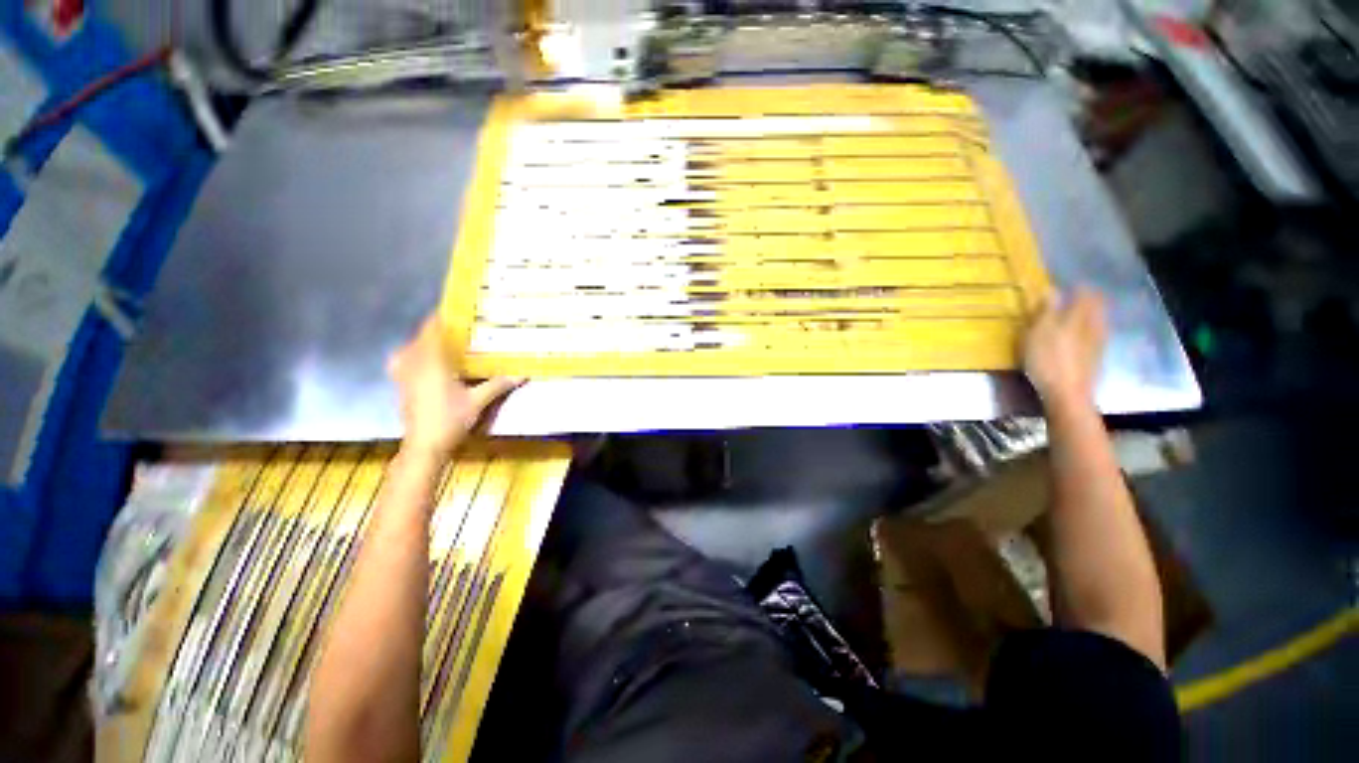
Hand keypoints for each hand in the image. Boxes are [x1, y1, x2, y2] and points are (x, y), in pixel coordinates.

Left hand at [388, 316, 521, 458]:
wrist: (424, 446)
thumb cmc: (450, 420)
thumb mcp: (478, 401)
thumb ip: (498, 384)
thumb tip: (522, 374)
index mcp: (431, 362)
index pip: (432, 329)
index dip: (442, 316)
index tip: (458, 309)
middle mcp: (413, 363)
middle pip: (421, 336)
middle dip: (439, 329)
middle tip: (461, 327)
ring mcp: (403, 374)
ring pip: (411, 348)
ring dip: (427, 342)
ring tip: (448, 342)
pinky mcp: (401, 384)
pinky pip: (407, 359)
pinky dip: (418, 354)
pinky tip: (432, 362)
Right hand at [1023, 288, 1106, 408]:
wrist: (1068, 393)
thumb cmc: (1048, 360)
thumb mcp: (1038, 333)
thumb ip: (1046, 311)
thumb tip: (1052, 289)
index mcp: (1080, 316)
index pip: (1085, 294)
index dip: (1079, 287)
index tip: (1070, 284)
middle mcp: (1094, 325)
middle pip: (1096, 307)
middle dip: (1088, 300)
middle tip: (1076, 296)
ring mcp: (1098, 343)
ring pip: (1097, 321)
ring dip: (1089, 315)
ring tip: (1077, 315)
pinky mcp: (1095, 358)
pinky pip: (1095, 335)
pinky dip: (1088, 330)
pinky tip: (1080, 337)